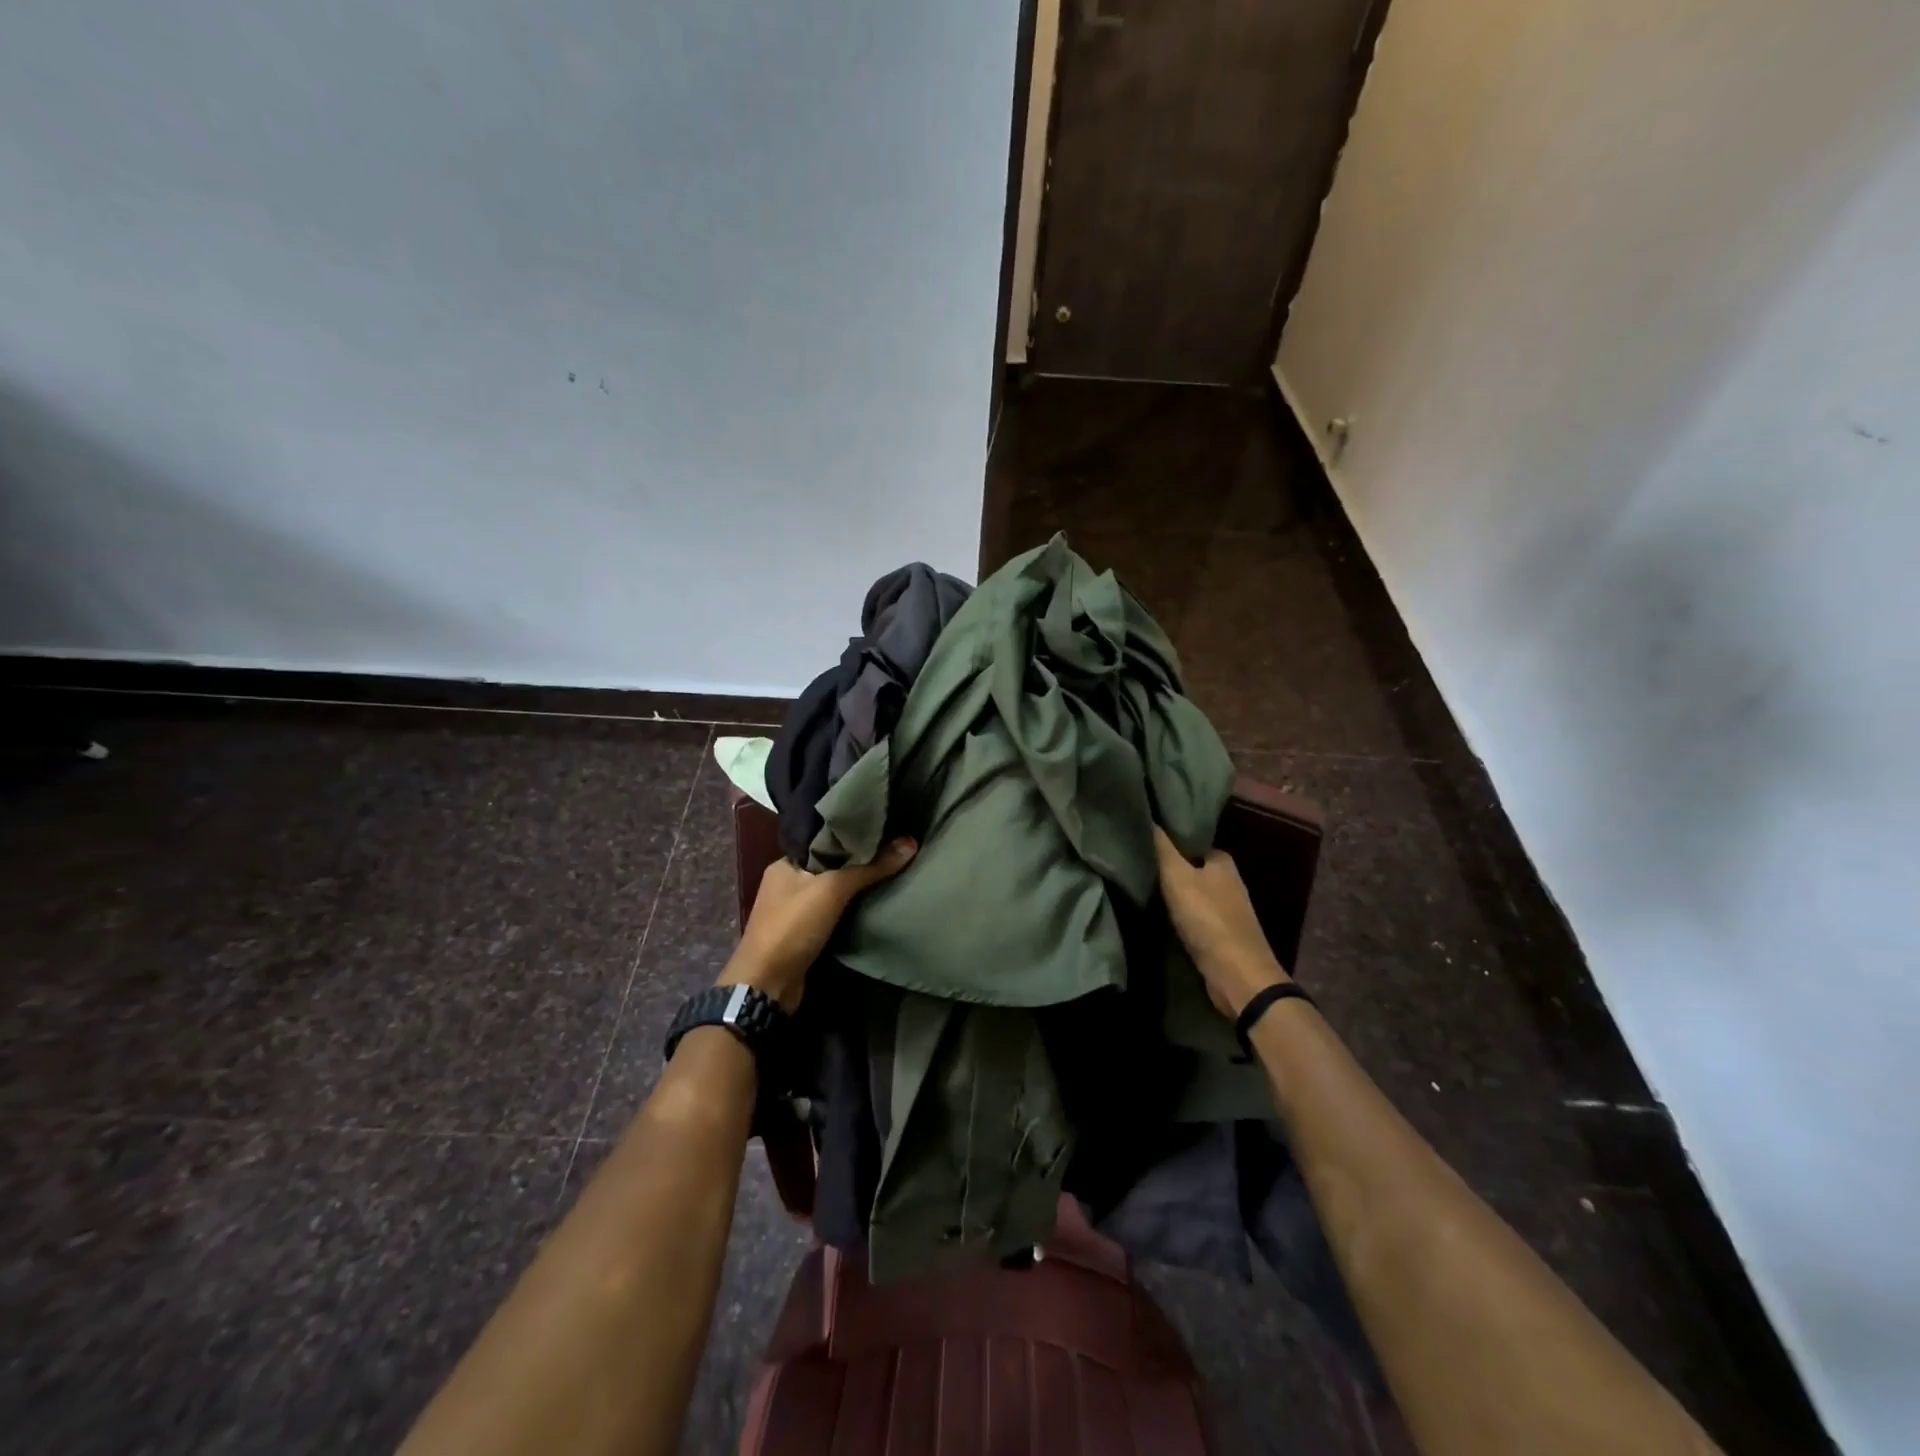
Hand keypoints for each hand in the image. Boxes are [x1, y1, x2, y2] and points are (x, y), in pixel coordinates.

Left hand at [718, 839, 916, 1008]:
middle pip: (830, 864)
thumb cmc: (793, 926)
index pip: (823, 839)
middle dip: (858, 860)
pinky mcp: (805, 933)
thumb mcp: (832, 889)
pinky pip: (833, 912)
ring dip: (856, 886)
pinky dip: (851, 908)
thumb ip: (870, 868)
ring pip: (832, 889)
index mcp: (785, 863)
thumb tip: (910, 843)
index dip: (851, 834)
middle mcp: (787, 882)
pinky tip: (876, 900)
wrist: (767, 985)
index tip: (883, 827)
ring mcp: (795, 909)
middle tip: (894, 847)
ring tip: (892, 869)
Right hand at [1153, 827, 1289, 1016]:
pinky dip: (1178, 915)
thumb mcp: (1177, 876)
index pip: (1189, 842)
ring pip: (1191, 893)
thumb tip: (1147, 814)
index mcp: (1222, 860)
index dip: (1165, 842)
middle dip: (1167, 868)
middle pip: (1189, 868)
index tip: (1140, 843)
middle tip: (1134, 866)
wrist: (1237, 975)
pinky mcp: (1221, 934)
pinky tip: (1158, 916)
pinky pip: (1193, 916)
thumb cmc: (1207, 918)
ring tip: (1140, 888)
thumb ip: (1161, 847)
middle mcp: (1228, 881)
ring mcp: (1226, 909)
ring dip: (1171, 894)